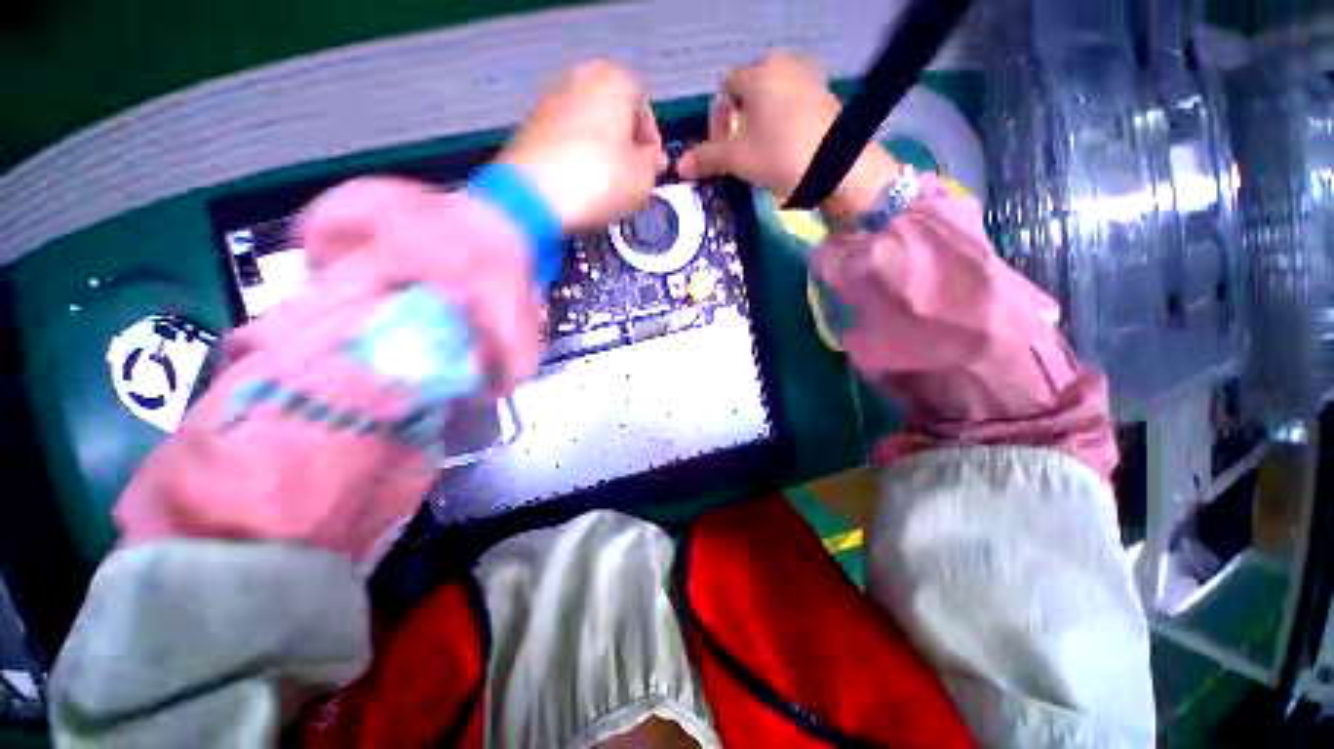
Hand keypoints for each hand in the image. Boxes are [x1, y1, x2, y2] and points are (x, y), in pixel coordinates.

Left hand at [499, 61, 667, 231]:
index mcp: (613, 79)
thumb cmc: (595, 180)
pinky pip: (565, 143)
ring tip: (607, 189)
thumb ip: (653, 165)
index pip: (646, 110)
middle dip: (625, 148)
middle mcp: (578, 79)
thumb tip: (651, 161)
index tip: (653, 170)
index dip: (652, 145)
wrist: (534, 197)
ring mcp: (549, 102)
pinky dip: (577, 161)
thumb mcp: (644, 178)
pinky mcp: (529, 129)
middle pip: (614, 116)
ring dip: (602, 156)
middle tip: (632, 179)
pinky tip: (582, 189)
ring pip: (589, 129)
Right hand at [677, 52, 897, 222]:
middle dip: (741, 119)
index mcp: (756, 73)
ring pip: (773, 97)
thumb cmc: (778, 155)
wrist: (836, 165)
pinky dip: (785, 120)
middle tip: (744, 149)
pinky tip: (788, 145)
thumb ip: (706, 158)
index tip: (725, 145)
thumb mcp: (737, 159)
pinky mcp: (825, 94)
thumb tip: (679, 167)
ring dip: (762, 120)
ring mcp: (808, 76)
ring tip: (766, 150)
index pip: (726, 88)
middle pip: (750, 90)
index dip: (719, 118)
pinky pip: (794, 102)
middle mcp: (782, 65)